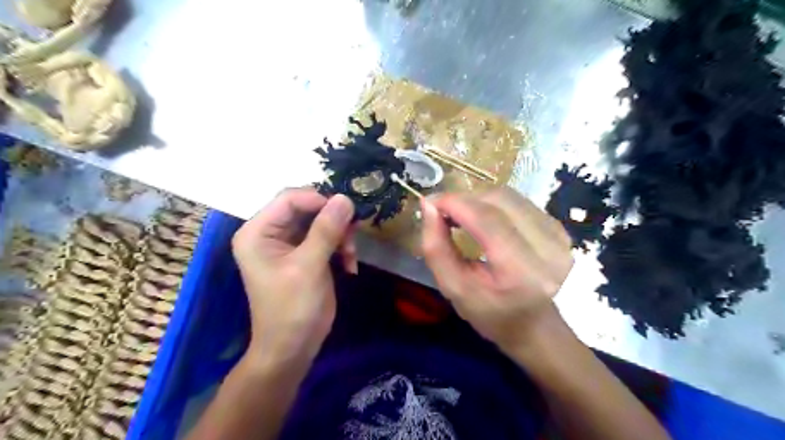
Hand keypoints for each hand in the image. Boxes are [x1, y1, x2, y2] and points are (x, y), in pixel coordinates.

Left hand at [231, 188, 357, 365]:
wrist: (293, 348)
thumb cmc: (292, 308)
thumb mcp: (309, 267)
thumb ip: (326, 230)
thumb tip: (345, 198)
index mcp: (258, 232)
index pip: (289, 198)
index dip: (319, 200)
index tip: (346, 213)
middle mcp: (270, 232)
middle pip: (307, 208)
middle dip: (333, 220)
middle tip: (352, 235)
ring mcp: (288, 244)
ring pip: (320, 221)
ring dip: (340, 235)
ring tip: (351, 255)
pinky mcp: (304, 254)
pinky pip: (326, 237)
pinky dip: (341, 247)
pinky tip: (350, 265)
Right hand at [419, 189, 574, 354]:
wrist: (534, 326)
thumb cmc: (489, 313)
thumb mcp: (452, 287)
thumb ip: (436, 247)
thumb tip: (429, 205)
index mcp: (522, 272)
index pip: (487, 220)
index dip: (455, 203)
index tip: (431, 202)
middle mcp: (548, 249)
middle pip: (499, 201)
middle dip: (465, 198)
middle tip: (443, 210)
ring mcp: (559, 236)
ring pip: (509, 196)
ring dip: (478, 198)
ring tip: (460, 214)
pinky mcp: (560, 228)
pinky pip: (519, 202)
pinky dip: (493, 203)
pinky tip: (482, 217)